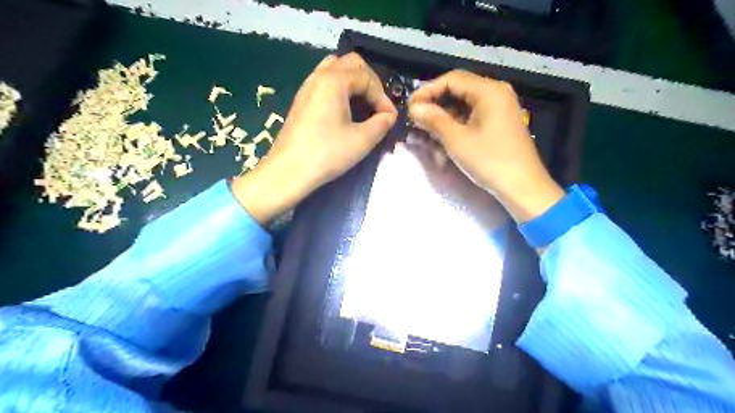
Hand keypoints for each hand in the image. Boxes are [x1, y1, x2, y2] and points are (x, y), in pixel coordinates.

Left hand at [233, 54, 395, 223]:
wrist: (288, 171)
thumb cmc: (327, 154)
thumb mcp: (362, 140)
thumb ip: (382, 123)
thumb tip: (390, 116)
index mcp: (334, 80)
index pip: (367, 78)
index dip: (383, 97)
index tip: (390, 117)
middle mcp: (319, 76)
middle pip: (351, 63)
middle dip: (370, 81)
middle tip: (377, 105)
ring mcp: (307, 87)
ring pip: (336, 69)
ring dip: (354, 82)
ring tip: (363, 104)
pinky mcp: (302, 100)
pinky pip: (325, 82)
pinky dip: (340, 88)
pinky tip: (345, 110)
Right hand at [408, 70, 564, 222]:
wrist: (522, 187)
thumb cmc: (490, 161)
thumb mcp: (457, 140)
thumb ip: (434, 120)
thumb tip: (414, 108)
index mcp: (489, 91)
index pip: (452, 79)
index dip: (428, 90)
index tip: (410, 106)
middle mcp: (496, 93)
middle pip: (458, 90)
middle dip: (435, 105)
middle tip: (417, 120)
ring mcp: (500, 108)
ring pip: (464, 105)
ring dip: (444, 118)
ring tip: (428, 134)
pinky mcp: (499, 123)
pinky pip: (473, 117)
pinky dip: (457, 126)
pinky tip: (445, 140)